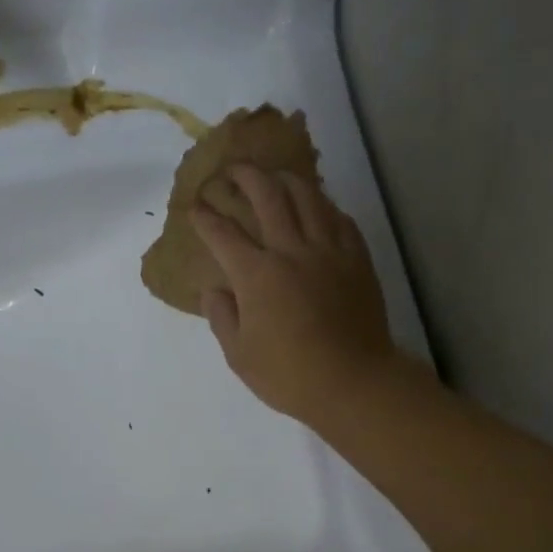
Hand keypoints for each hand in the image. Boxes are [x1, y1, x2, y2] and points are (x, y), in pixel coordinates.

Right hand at [192, 165, 398, 423]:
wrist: (353, 382)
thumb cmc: (288, 376)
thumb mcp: (240, 355)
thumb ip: (222, 318)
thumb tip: (214, 290)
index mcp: (256, 276)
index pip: (223, 234)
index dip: (205, 217)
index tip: (195, 205)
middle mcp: (291, 251)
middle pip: (267, 197)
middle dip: (245, 177)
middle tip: (232, 169)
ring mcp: (329, 251)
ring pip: (308, 197)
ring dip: (286, 180)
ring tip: (275, 175)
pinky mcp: (357, 259)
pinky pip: (339, 219)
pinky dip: (323, 205)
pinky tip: (318, 206)